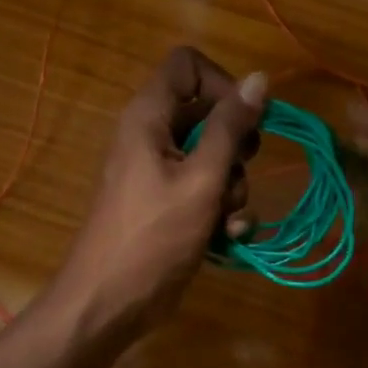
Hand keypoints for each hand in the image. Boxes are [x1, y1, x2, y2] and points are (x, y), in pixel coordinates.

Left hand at [51, 46, 265, 342]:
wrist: (108, 302)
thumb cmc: (153, 236)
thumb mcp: (201, 179)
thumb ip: (230, 128)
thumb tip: (259, 78)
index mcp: (149, 116)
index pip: (188, 65)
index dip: (222, 83)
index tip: (245, 120)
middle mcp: (152, 135)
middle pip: (208, 113)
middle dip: (235, 145)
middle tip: (239, 171)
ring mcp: (159, 171)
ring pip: (213, 156)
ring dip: (232, 186)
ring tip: (227, 218)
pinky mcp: (167, 203)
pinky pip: (204, 189)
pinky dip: (220, 209)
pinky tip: (228, 237)